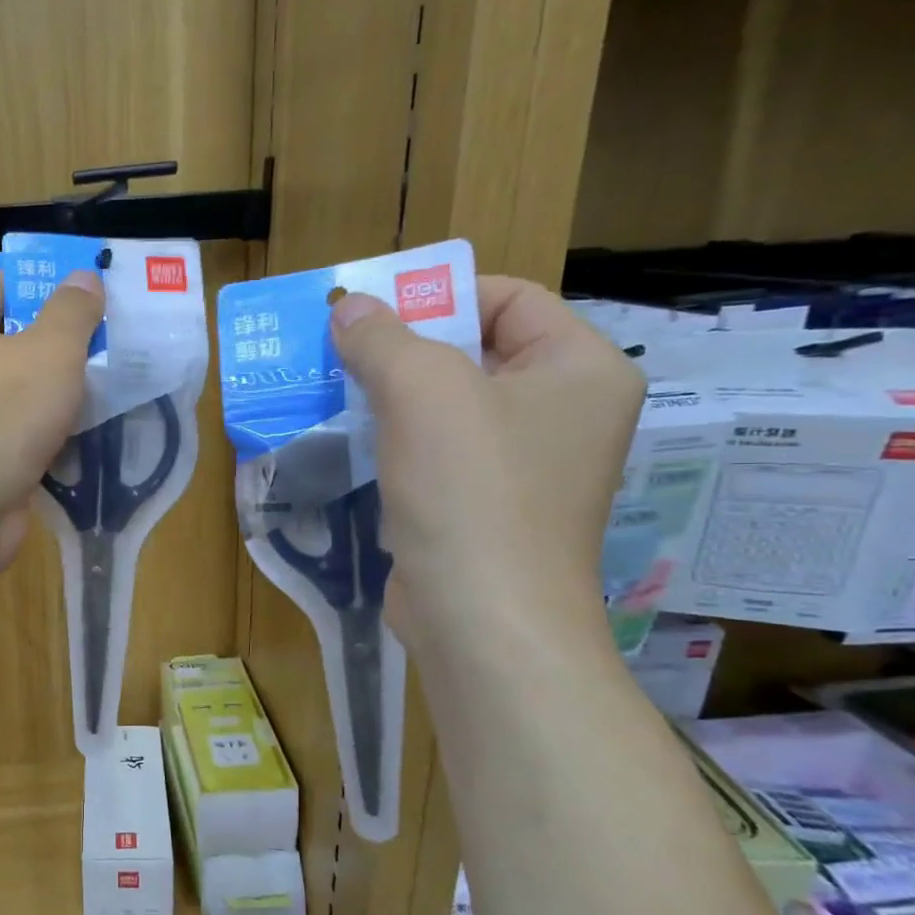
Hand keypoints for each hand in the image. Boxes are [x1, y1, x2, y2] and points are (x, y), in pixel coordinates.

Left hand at [0, 267, 103, 581]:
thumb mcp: (47, 351)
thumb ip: (72, 313)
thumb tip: (84, 279)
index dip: (48, 288)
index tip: (96, 300)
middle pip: (14, 341)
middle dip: (66, 347)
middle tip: (118, 347)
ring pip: (24, 395)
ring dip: (66, 397)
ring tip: (119, 390)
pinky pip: (25, 438)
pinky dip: (56, 439)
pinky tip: (98, 436)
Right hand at [330, 275, 643, 654]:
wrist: (481, 619)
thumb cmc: (471, 491)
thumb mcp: (422, 392)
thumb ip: (383, 338)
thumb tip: (349, 308)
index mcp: (580, 369)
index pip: (509, 299)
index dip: (440, 295)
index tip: (373, 310)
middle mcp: (565, 413)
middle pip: (476, 351)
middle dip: (404, 347)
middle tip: (341, 347)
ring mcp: (526, 467)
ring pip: (450, 407)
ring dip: (392, 395)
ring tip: (333, 388)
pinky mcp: (485, 507)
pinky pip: (438, 453)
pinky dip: (396, 441)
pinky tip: (351, 439)